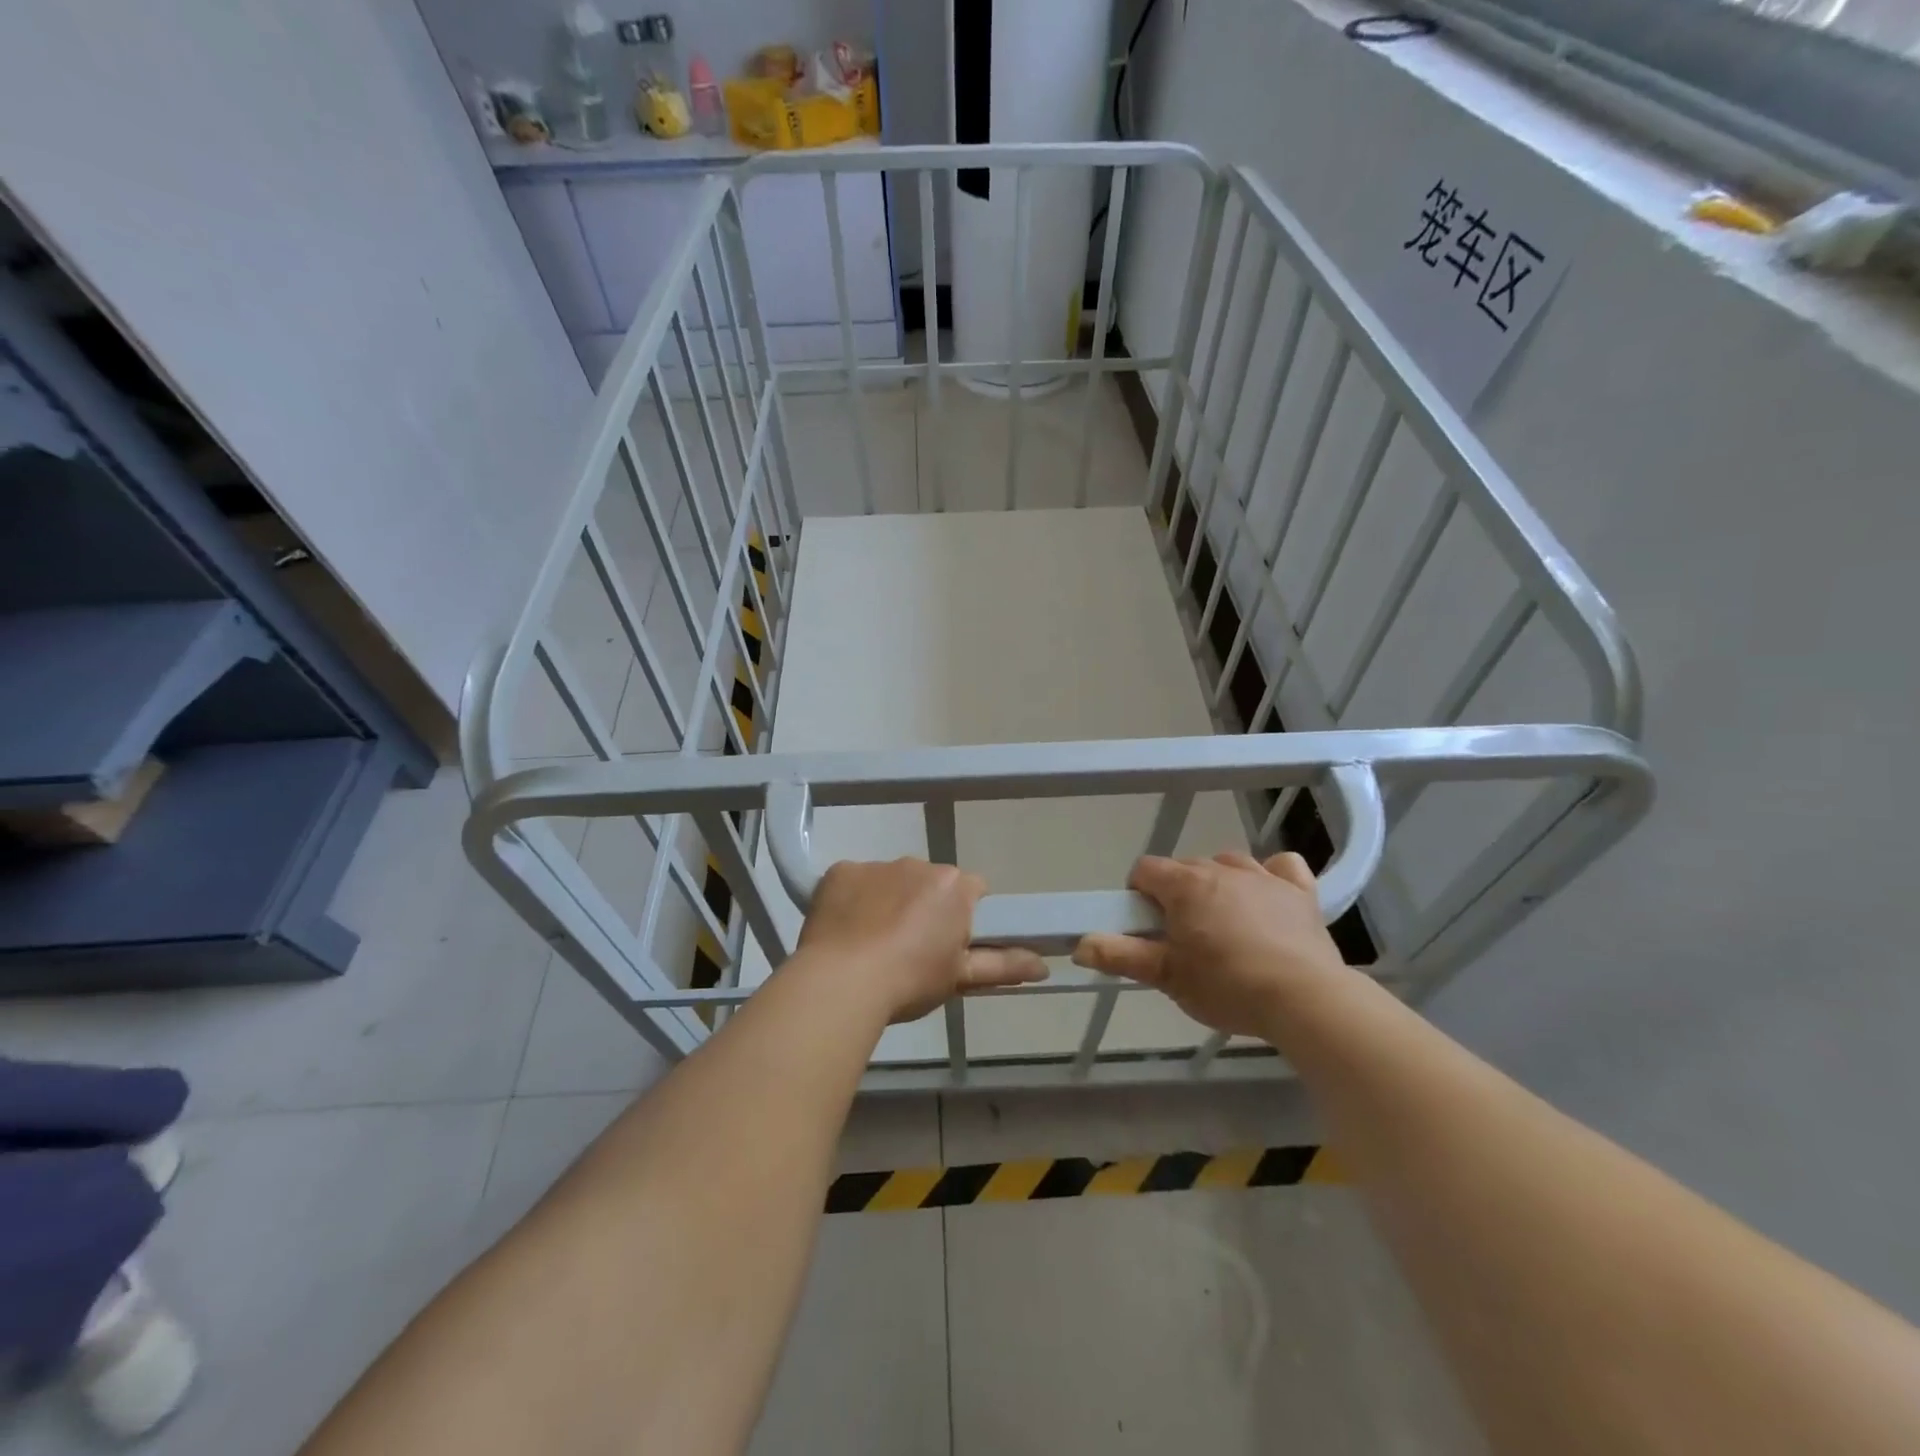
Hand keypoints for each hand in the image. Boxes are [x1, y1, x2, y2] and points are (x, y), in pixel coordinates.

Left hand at [796, 859, 1045, 1023]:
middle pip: (929, 882)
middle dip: (924, 906)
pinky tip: (844, 932)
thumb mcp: (960, 977)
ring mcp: (876, 865)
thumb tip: (1044, 966)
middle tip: (908, 949)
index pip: (971, 890)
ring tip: (871, 945)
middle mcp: (918, 864)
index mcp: (954, 886)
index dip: (962, 916)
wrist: (841, 981)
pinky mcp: (840, 870)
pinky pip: (853, 882)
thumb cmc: (910, 980)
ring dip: (888, 901)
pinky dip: (852, 900)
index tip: (948, 944)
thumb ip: (1004, 966)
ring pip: (890, 880)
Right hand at [1071, 852, 1351, 1037]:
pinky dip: (1272, 877)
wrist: (1305, 1000)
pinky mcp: (1300, 892)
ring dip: (1219, 884)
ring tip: (1223, 922)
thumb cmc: (1227, 986)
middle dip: (1177, 894)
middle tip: (1183, 938)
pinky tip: (1268, 898)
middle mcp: (1222, 869)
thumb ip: (1121, 956)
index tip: (1147, 927)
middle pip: (1185, 867)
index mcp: (1185, 885)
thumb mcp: (1167, 977)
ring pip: (1229, 864)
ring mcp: (1264, 877)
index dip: (1139, 895)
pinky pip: (1282, 867)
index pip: (1145, 870)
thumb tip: (1079, 944)